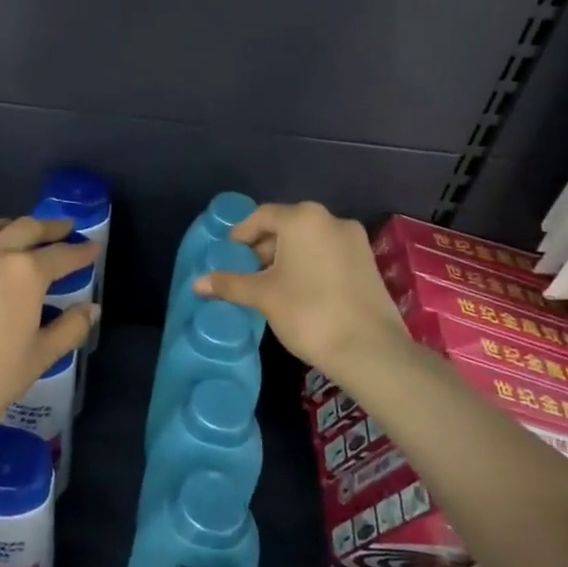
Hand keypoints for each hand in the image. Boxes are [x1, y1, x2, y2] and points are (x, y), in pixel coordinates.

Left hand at [0, 215, 98, 434]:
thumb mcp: (39, 358)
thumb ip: (69, 329)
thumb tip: (91, 308)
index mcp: (25, 274)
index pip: (62, 255)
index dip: (82, 252)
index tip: (95, 247)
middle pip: (26, 228)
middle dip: (50, 228)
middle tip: (65, 229)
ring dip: (12, 225)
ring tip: (21, 232)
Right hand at [195, 201, 408, 376]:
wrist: (370, 349)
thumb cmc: (308, 312)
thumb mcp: (262, 296)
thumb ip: (230, 283)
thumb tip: (197, 283)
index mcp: (303, 218)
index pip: (262, 216)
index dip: (240, 235)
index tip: (227, 255)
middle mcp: (331, 220)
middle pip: (286, 226)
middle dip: (263, 247)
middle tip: (245, 272)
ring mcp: (354, 240)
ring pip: (308, 241)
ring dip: (285, 257)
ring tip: (268, 285)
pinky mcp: (367, 262)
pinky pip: (327, 254)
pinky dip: (308, 265)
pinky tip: (297, 291)